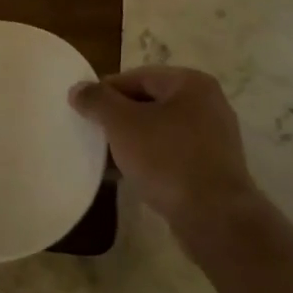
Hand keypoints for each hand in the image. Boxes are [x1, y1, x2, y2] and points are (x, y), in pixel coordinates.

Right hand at [69, 66, 258, 227]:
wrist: (214, 215)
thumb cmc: (167, 159)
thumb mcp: (123, 124)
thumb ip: (98, 101)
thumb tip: (78, 88)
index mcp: (191, 84)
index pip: (138, 77)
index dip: (106, 90)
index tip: (83, 109)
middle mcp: (208, 104)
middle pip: (150, 102)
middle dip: (118, 117)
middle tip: (92, 133)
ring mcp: (213, 137)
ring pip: (160, 130)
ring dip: (132, 140)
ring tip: (105, 156)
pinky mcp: (211, 166)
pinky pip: (172, 153)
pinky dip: (149, 158)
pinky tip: (128, 174)